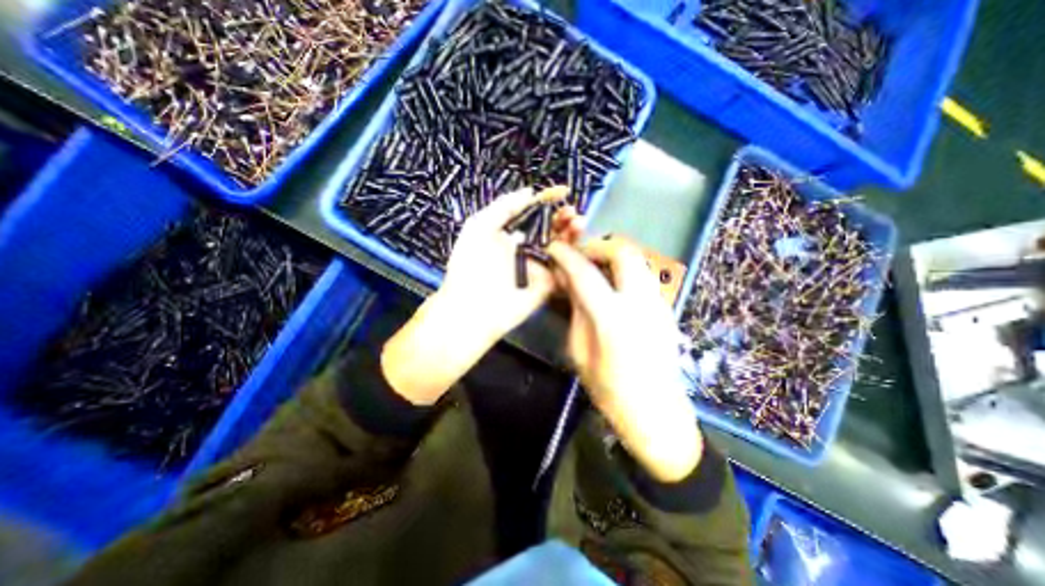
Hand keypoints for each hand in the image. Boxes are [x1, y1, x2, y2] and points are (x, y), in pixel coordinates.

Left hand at [384, 188, 583, 406]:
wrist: (471, 309)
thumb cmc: (469, 266)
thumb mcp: (477, 228)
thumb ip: (502, 207)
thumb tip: (529, 192)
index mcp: (509, 233)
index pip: (532, 212)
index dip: (547, 201)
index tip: (563, 191)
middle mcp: (526, 248)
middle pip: (550, 228)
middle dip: (562, 216)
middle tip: (572, 211)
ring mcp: (538, 266)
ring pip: (560, 246)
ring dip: (571, 232)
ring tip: (577, 223)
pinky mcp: (547, 284)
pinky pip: (564, 268)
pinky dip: (573, 257)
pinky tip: (577, 245)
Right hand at [547, 236, 700, 482]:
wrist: (656, 412)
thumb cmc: (610, 389)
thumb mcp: (579, 351)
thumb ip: (575, 310)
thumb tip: (566, 281)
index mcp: (612, 318)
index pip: (585, 273)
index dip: (566, 256)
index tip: (553, 248)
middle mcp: (640, 302)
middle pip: (623, 251)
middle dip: (597, 245)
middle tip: (580, 255)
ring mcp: (658, 302)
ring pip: (637, 259)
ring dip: (612, 255)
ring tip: (594, 267)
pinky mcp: (665, 307)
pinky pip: (643, 274)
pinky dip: (624, 269)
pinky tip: (611, 285)